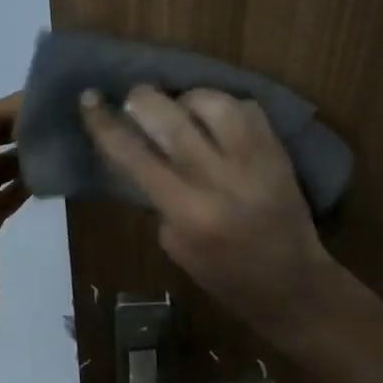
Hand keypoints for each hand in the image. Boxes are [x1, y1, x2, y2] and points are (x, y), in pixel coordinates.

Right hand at [80, 85, 334, 341]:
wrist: (293, 284)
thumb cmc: (225, 276)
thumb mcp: (175, 244)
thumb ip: (156, 195)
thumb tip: (141, 152)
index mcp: (187, 211)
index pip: (134, 155)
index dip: (105, 124)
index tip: (89, 99)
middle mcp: (220, 178)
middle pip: (171, 117)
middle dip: (144, 99)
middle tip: (135, 99)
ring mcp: (254, 159)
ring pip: (211, 101)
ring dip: (187, 99)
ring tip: (181, 110)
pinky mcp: (277, 149)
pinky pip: (245, 107)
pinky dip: (224, 106)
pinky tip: (216, 119)